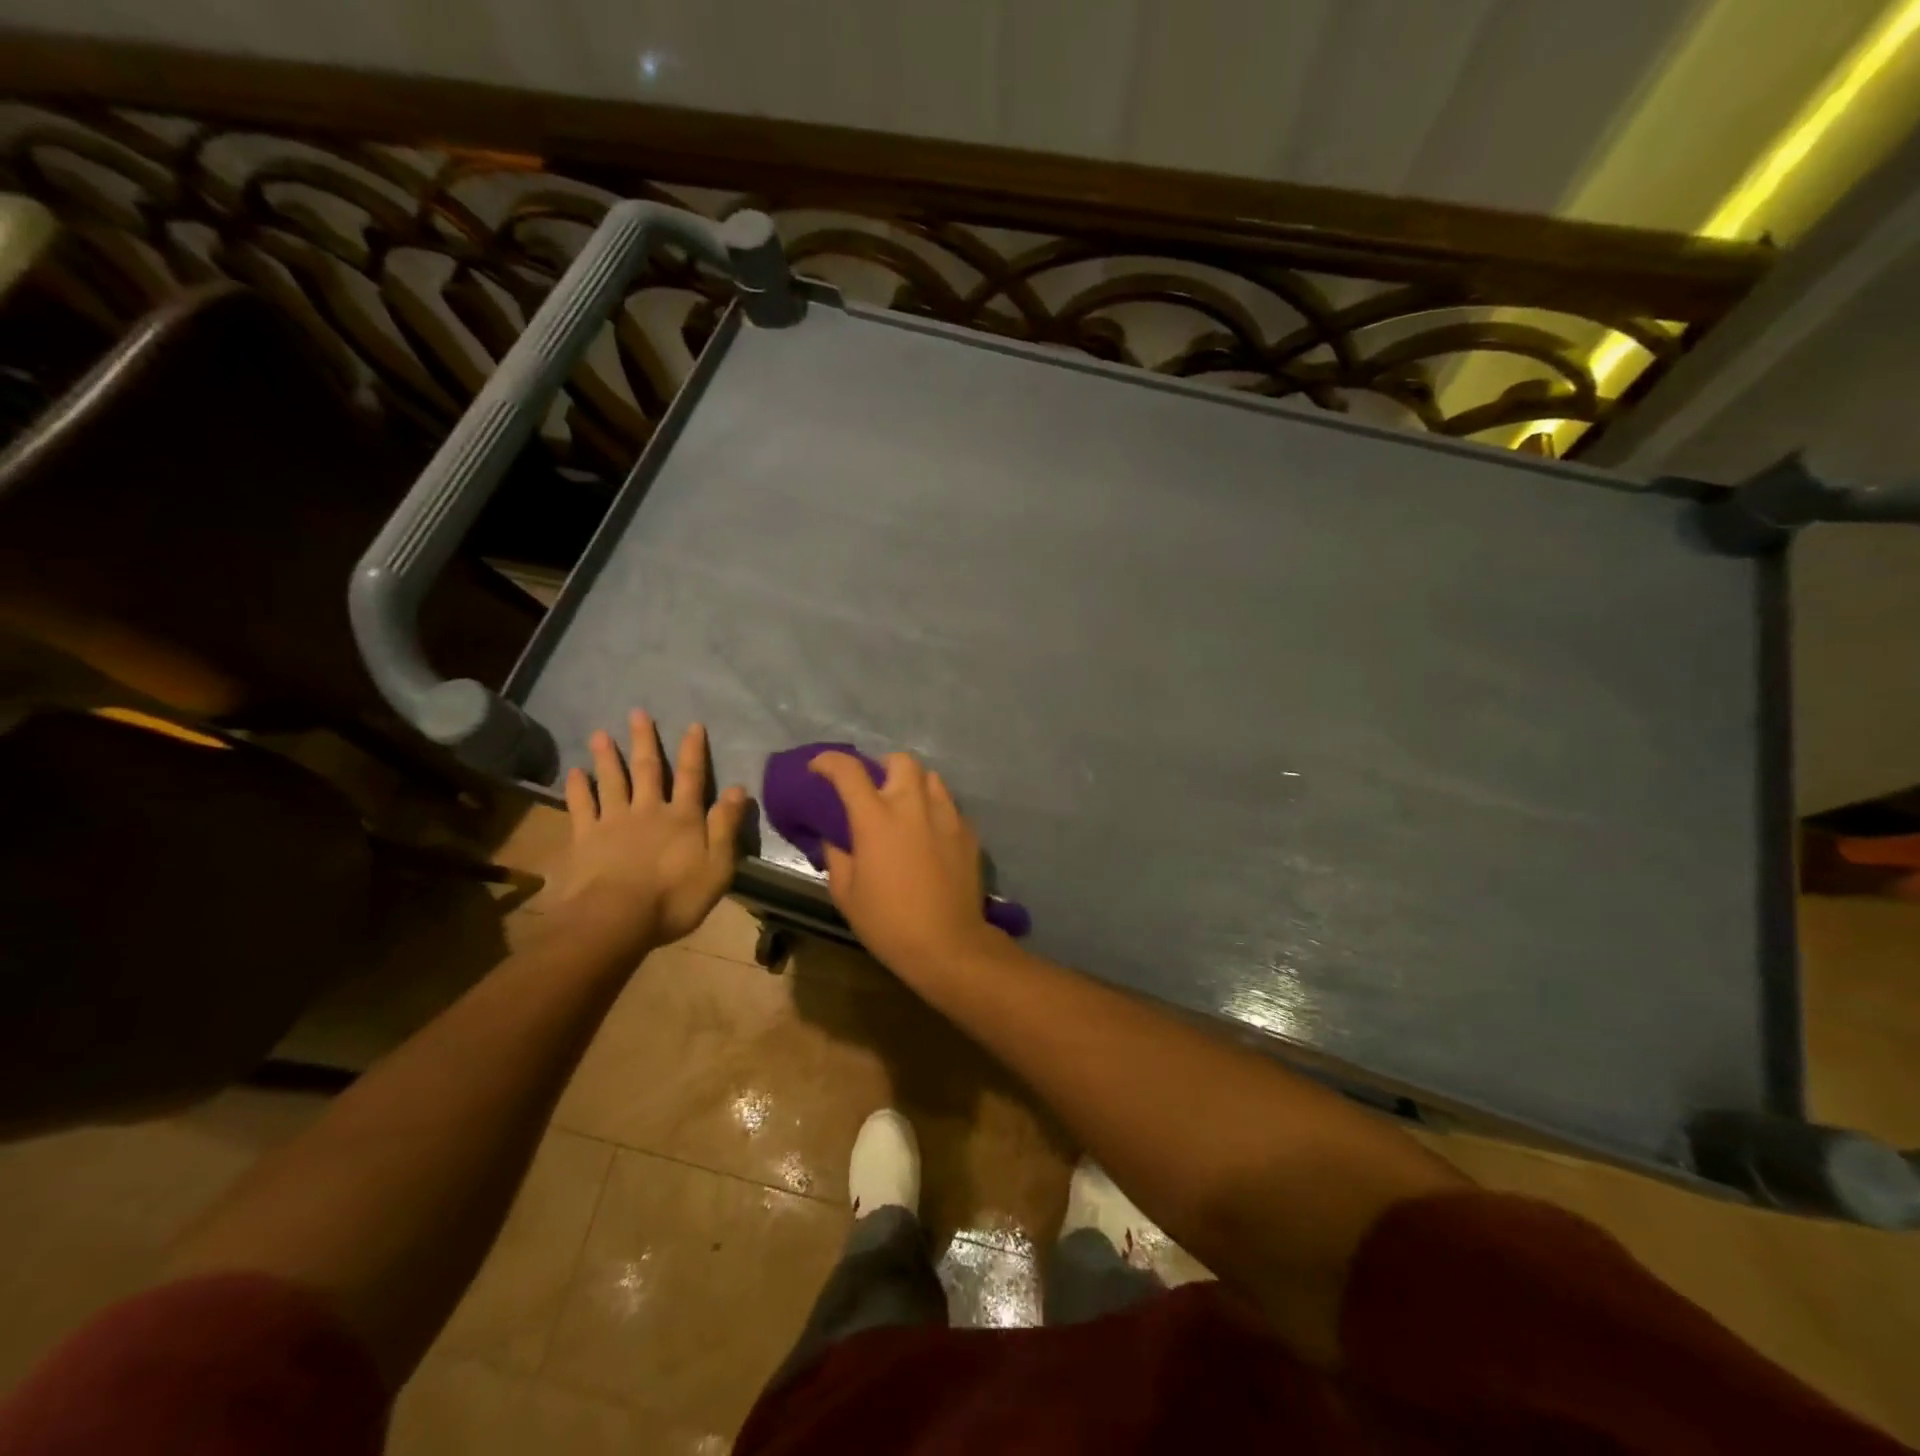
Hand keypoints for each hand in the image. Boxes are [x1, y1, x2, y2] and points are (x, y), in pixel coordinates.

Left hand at [550, 710, 748, 951]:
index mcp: (682, 818)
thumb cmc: (675, 897)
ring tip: (600, 733)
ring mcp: (614, 822)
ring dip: (608, 757)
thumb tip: (738, 789)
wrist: (616, 918)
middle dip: (645, 741)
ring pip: (612, 781)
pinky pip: (581, 807)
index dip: (693, 751)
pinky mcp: (586, 839)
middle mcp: (648, 811)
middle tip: (638, 713)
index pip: (692, 777)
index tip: (693, 725)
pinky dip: (578, 788)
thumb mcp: (717, 866)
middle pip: (648, 770)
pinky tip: (574, 773)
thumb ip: (725, 826)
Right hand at [808, 751, 1001, 977]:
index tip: (819, 768)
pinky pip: (949, 806)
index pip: (849, 771)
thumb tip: (835, 838)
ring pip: (931, 778)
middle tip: (875, 790)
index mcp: (876, 819)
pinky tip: (929, 835)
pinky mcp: (969, 832)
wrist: (948, 945)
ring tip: (905, 809)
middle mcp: (913, 807)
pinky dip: (935, 810)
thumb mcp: (846, 894)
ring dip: (913, 785)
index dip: (829, 761)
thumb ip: (837, 856)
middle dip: (883, 766)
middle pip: (901, 760)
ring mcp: (946, 816)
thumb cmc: (889, 922)